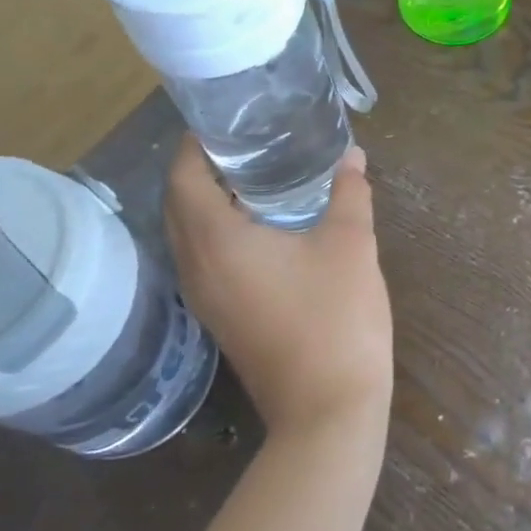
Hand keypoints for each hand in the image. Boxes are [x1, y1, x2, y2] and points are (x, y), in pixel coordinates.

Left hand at [165, 143, 392, 436]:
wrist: (328, 409)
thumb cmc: (335, 317)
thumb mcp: (350, 244)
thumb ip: (349, 193)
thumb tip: (352, 156)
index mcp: (216, 242)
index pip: (183, 177)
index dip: (195, 144)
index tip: (225, 120)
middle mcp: (196, 267)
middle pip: (177, 204)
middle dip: (200, 169)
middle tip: (243, 142)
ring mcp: (205, 298)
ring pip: (187, 235)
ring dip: (206, 201)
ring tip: (251, 175)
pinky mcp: (220, 317)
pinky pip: (203, 258)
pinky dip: (217, 231)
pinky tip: (261, 225)